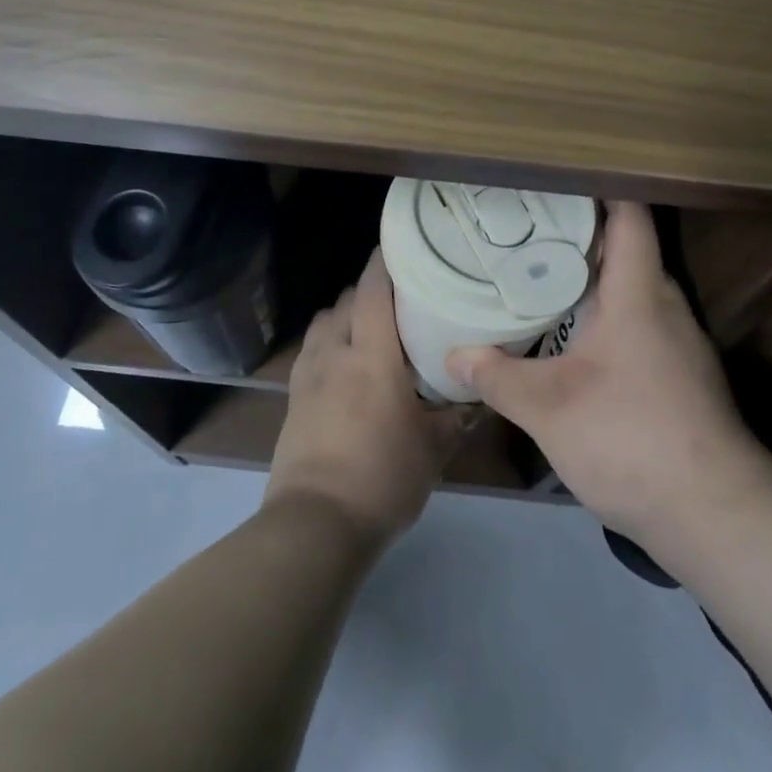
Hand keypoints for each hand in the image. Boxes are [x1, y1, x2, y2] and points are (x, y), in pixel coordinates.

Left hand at [265, 250, 464, 547]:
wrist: (315, 525)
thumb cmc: (382, 478)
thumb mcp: (433, 449)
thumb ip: (457, 416)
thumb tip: (477, 395)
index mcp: (371, 356)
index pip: (373, 290)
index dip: (385, 261)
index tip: (403, 246)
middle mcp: (335, 352)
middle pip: (348, 300)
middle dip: (370, 290)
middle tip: (401, 299)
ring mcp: (308, 374)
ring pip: (325, 322)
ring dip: (346, 315)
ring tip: (371, 330)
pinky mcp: (293, 396)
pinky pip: (312, 349)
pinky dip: (329, 341)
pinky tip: (346, 365)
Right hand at [446, 202, 771, 546]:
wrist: (714, 514)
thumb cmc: (630, 438)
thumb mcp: (548, 408)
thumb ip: (498, 376)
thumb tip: (453, 356)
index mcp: (638, 293)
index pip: (629, 216)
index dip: (597, 188)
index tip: (552, 181)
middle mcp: (665, 305)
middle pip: (627, 248)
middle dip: (579, 232)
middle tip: (526, 227)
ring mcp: (678, 341)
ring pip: (632, 288)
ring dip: (592, 277)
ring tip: (539, 273)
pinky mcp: (680, 374)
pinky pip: (638, 321)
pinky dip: (605, 313)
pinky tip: (572, 335)